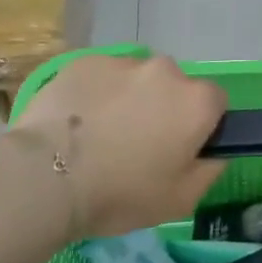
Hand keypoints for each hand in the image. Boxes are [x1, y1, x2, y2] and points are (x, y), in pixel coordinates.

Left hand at [11, 53, 226, 239]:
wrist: (46, 176)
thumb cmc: (120, 194)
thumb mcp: (181, 201)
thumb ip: (210, 171)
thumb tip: (214, 153)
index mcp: (196, 102)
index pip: (215, 103)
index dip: (201, 126)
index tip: (179, 149)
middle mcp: (165, 71)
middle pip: (174, 87)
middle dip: (163, 109)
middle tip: (138, 145)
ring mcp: (122, 61)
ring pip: (136, 79)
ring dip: (129, 99)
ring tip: (100, 135)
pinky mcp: (84, 61)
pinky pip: (101, 77)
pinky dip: (96, 94)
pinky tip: (76, 124)